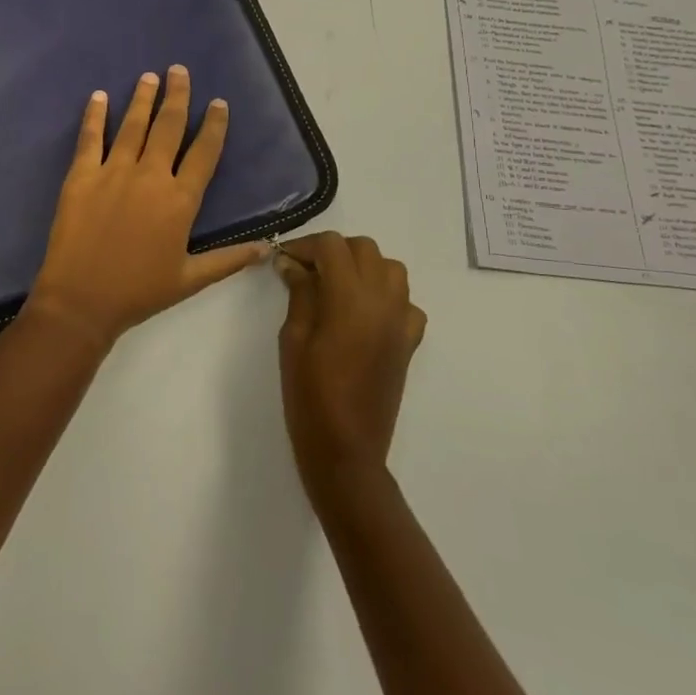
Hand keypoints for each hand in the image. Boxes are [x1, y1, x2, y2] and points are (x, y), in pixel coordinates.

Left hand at [28, 65, 268, 349]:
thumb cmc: (139, 292)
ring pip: (132, 125)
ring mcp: (113, 172)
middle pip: (168, 127)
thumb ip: (229, 259)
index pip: (204, 153)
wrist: (81, 301)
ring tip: (149, 76)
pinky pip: (90, 138)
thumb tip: (268, 247)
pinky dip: (94, 116)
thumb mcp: (190, 279)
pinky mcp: (81, 176)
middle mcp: (150, 176)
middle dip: (177, 96)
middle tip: (179, 70)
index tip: (218, 103)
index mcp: (180, 200)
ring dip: (142, 98)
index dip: (214, 125)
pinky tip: (98, 96)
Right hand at [276, 233, 425, 502]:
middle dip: (334, 251)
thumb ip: (299, 293)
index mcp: (350, 298)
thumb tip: (292, 262)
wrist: (346, 449)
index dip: (305, 245)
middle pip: (364, 248)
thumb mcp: (293, 338)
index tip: (285, 259)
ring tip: (337, 286)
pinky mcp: (410, 342)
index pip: (332, 246)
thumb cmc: (310, 394)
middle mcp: (383, 301)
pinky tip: (366, 313)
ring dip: (363, 266)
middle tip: (307, 271)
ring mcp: (402, 321)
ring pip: (391, 268)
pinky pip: (406, 302)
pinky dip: (387, 296)